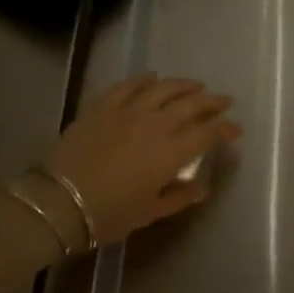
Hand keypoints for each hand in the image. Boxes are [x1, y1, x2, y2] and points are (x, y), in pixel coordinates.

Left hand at [37, 73, 240, 245]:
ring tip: (195, 85)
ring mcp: (128, 110)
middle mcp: (155, 124)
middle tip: (224, 101)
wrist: (58, 202)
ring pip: (163, 88)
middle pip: (191, 104)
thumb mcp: (148, 213)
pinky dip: (143, 79)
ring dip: (183, 85)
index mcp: (170, 152)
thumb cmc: (107, 215)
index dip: (225, 129)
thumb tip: (201, 188)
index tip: (235, 131)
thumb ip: (178, 197)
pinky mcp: (103, 106)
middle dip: (212, 102)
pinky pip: (128, 86)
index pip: (208, 133)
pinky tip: (151, 77)